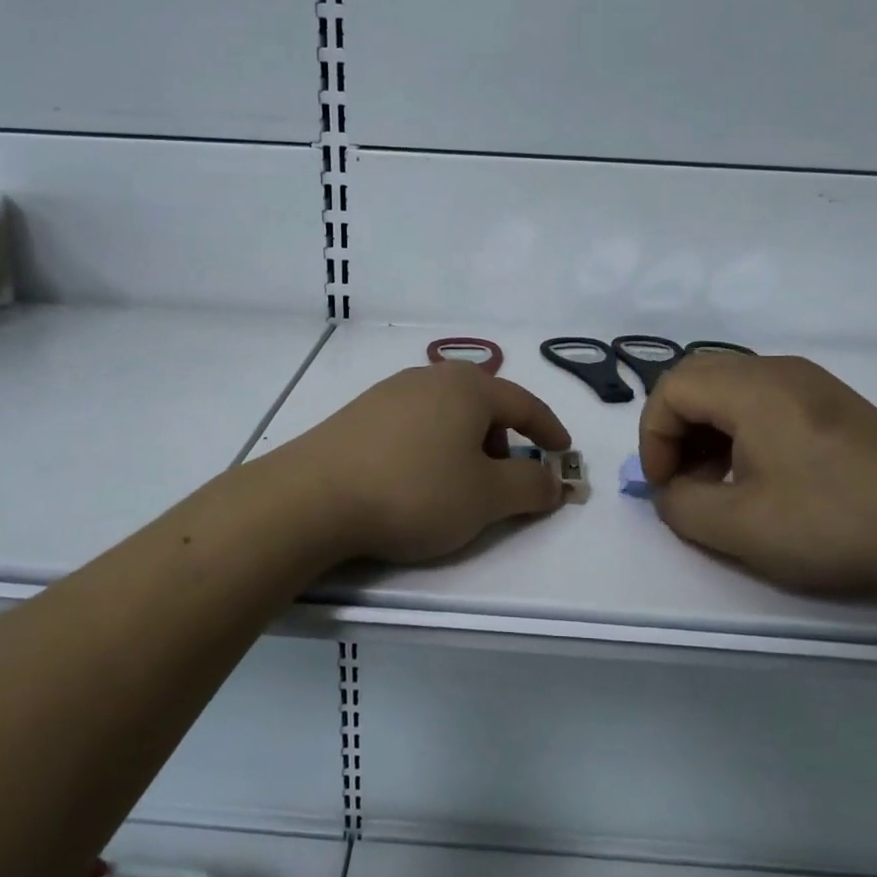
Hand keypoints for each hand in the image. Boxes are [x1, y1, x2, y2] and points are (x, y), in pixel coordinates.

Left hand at [282, 363, 572, 562]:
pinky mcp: (359, 414)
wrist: (313, 497)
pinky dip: (431, 447)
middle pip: (483, 405)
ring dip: (465, 445)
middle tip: (503, 480)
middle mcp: (430, 378)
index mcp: (469, 387)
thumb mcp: (486, 497)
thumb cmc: (415, 491)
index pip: (524, 403)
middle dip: (502, 441)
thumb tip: (554, 482)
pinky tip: (414, 480)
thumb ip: (530, 487)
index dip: (549, 430)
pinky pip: (414, 425)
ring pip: (446, 414)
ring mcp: (389, 392)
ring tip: (456, 485)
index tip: (563, 453)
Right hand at [638, 352, 876, 594]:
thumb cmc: (832, 521)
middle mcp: (776, 370)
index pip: (671, 389)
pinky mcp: (831, 402)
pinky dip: (739, 429)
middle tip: (683, 478)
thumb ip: (682, 506)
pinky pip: (762, 399)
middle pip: (697, 379)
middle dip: (675, 428)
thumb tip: (672, 492)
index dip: (653, 437)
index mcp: (751, 387)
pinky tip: (758, 474)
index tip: (665, 486)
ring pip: (730, 387)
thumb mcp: (740, 527)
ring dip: (707, 429)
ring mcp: (809, 382)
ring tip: (718, 481)